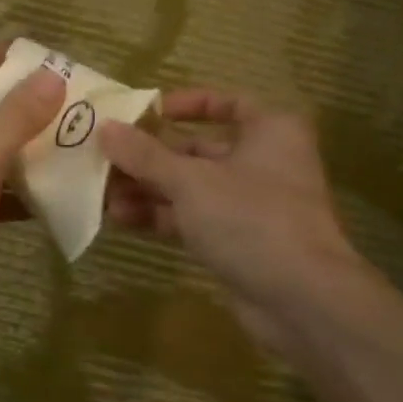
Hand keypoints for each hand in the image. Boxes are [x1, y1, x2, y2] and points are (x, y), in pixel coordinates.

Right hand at [100, 90, 367, 350]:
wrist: (300, 298)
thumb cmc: (250, 218)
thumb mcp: (190, 181)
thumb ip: (145, 155)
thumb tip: (104, 128)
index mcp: (269, 131)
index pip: (227, 103)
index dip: (186, 104)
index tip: (146, 114)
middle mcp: (263, 162)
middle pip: (198, 150)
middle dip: (150, 157)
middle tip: (104, 160)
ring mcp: (250, 205)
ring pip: (191, 188)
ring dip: (148, 189)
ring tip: (102, 195)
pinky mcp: (237, 241)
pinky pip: (192, 219)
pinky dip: (161, 216)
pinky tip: (121, 218)